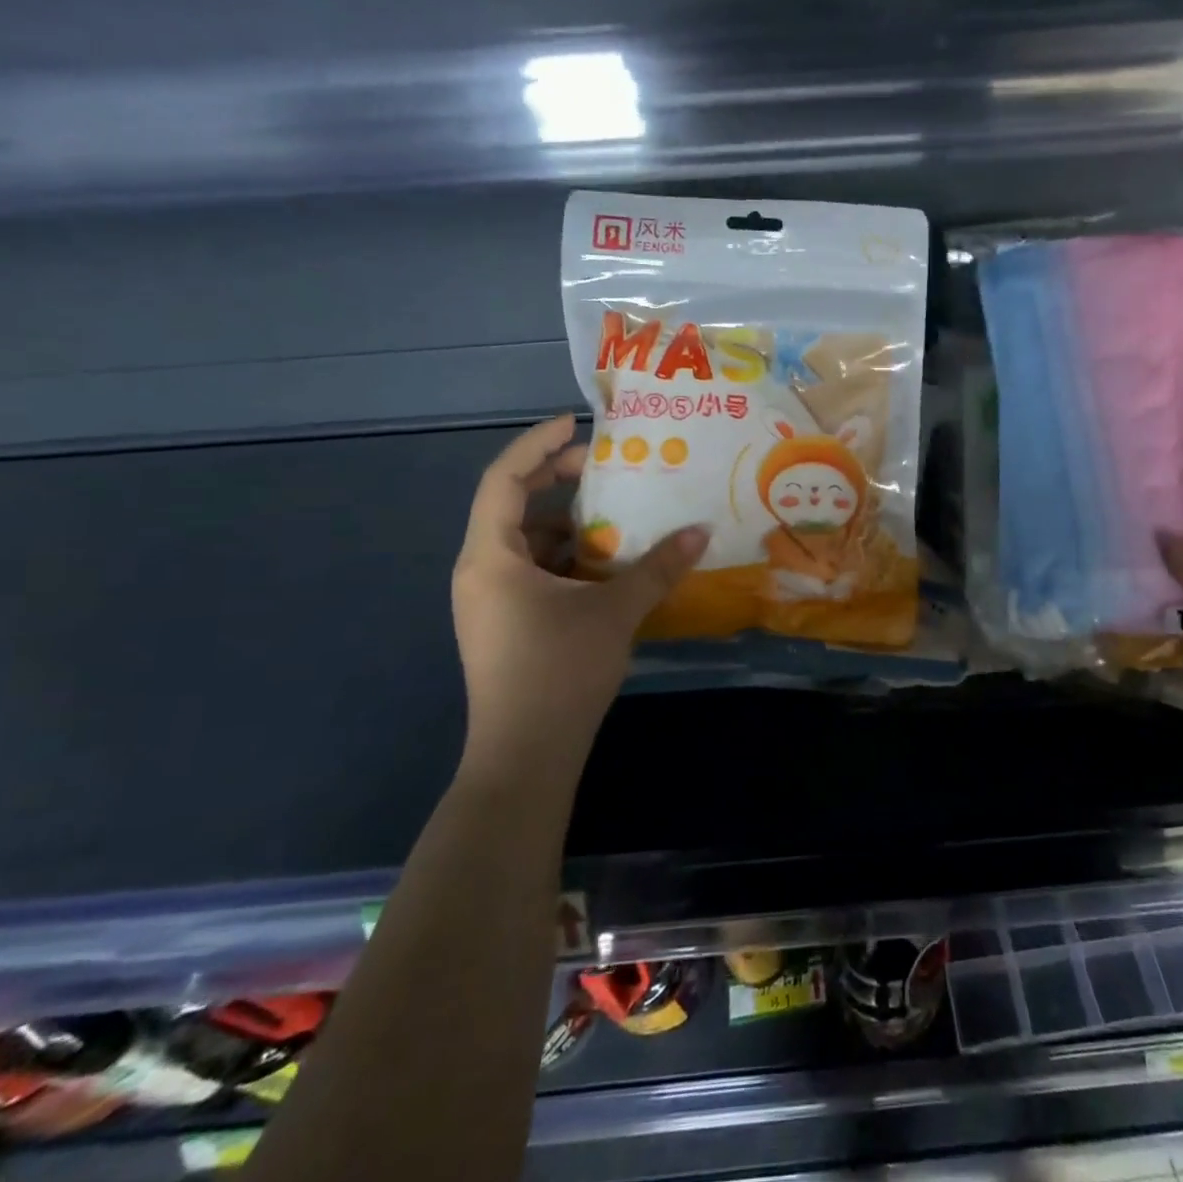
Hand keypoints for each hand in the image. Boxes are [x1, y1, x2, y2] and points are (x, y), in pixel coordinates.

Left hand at [451, 417, 708, 773]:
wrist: (524, 757)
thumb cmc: (560, 672)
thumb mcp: (615, 611)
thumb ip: (658, 567)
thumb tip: (702, 531)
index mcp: (491, 557)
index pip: (504, 480)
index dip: (537, 445)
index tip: (575, 424)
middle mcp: (480, 570)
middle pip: (511, 505)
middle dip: (555, 479)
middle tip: (601, 464)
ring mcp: (488, 600)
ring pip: (524, 541)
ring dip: (565, 522)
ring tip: (614, 512)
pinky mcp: (503, 623)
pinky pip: (531, 570)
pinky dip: (565, 556)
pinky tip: (605, 563)